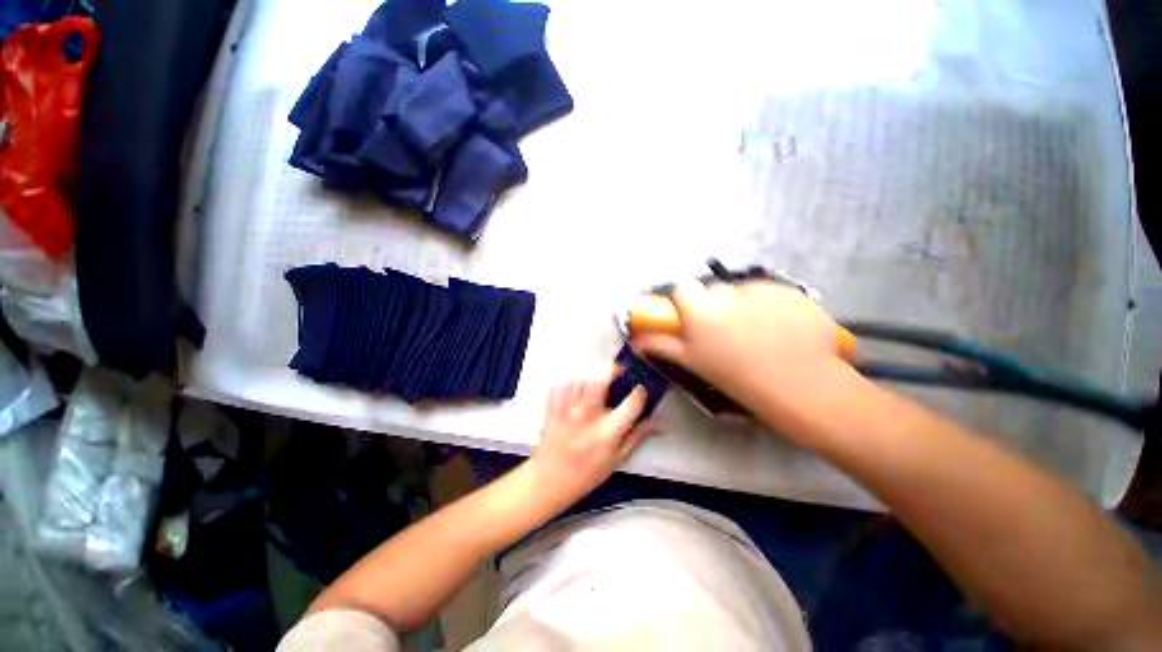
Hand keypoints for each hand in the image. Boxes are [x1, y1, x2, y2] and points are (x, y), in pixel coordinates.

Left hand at [530, 369, 650, 507]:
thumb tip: (654, 421)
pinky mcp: (552, 408)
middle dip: (612, 371)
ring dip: (591, 377)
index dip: (639, 393)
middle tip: (618, 372)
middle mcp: (587, 417)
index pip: (630, 405)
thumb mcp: (617, 459)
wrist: (551, 480)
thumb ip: (636, 437)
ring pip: (580, 380)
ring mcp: (566, 410)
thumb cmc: (587, 472)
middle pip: (600, 382)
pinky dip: (569, 382)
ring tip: (596, 382)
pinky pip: (560, 385)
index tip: (640, 389)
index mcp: (607, 432)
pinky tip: (576, 387)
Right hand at [631, 281, 847, 438]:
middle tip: (725, 333)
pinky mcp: (791, 292)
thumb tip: (636, 339)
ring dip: (743, 305)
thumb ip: (662, 345)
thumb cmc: (737, 377)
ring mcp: (763, 289)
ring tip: (758, 333)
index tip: (691, 320)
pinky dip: (770, 306)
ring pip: (742, 291)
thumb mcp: (693, 362)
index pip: (682, 290)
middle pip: (713, 291)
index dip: (684, 303)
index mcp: (701, 308)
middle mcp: (728, 292)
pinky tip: (781, 329)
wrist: (802, 387)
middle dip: (714, 306)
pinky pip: (771, 294)